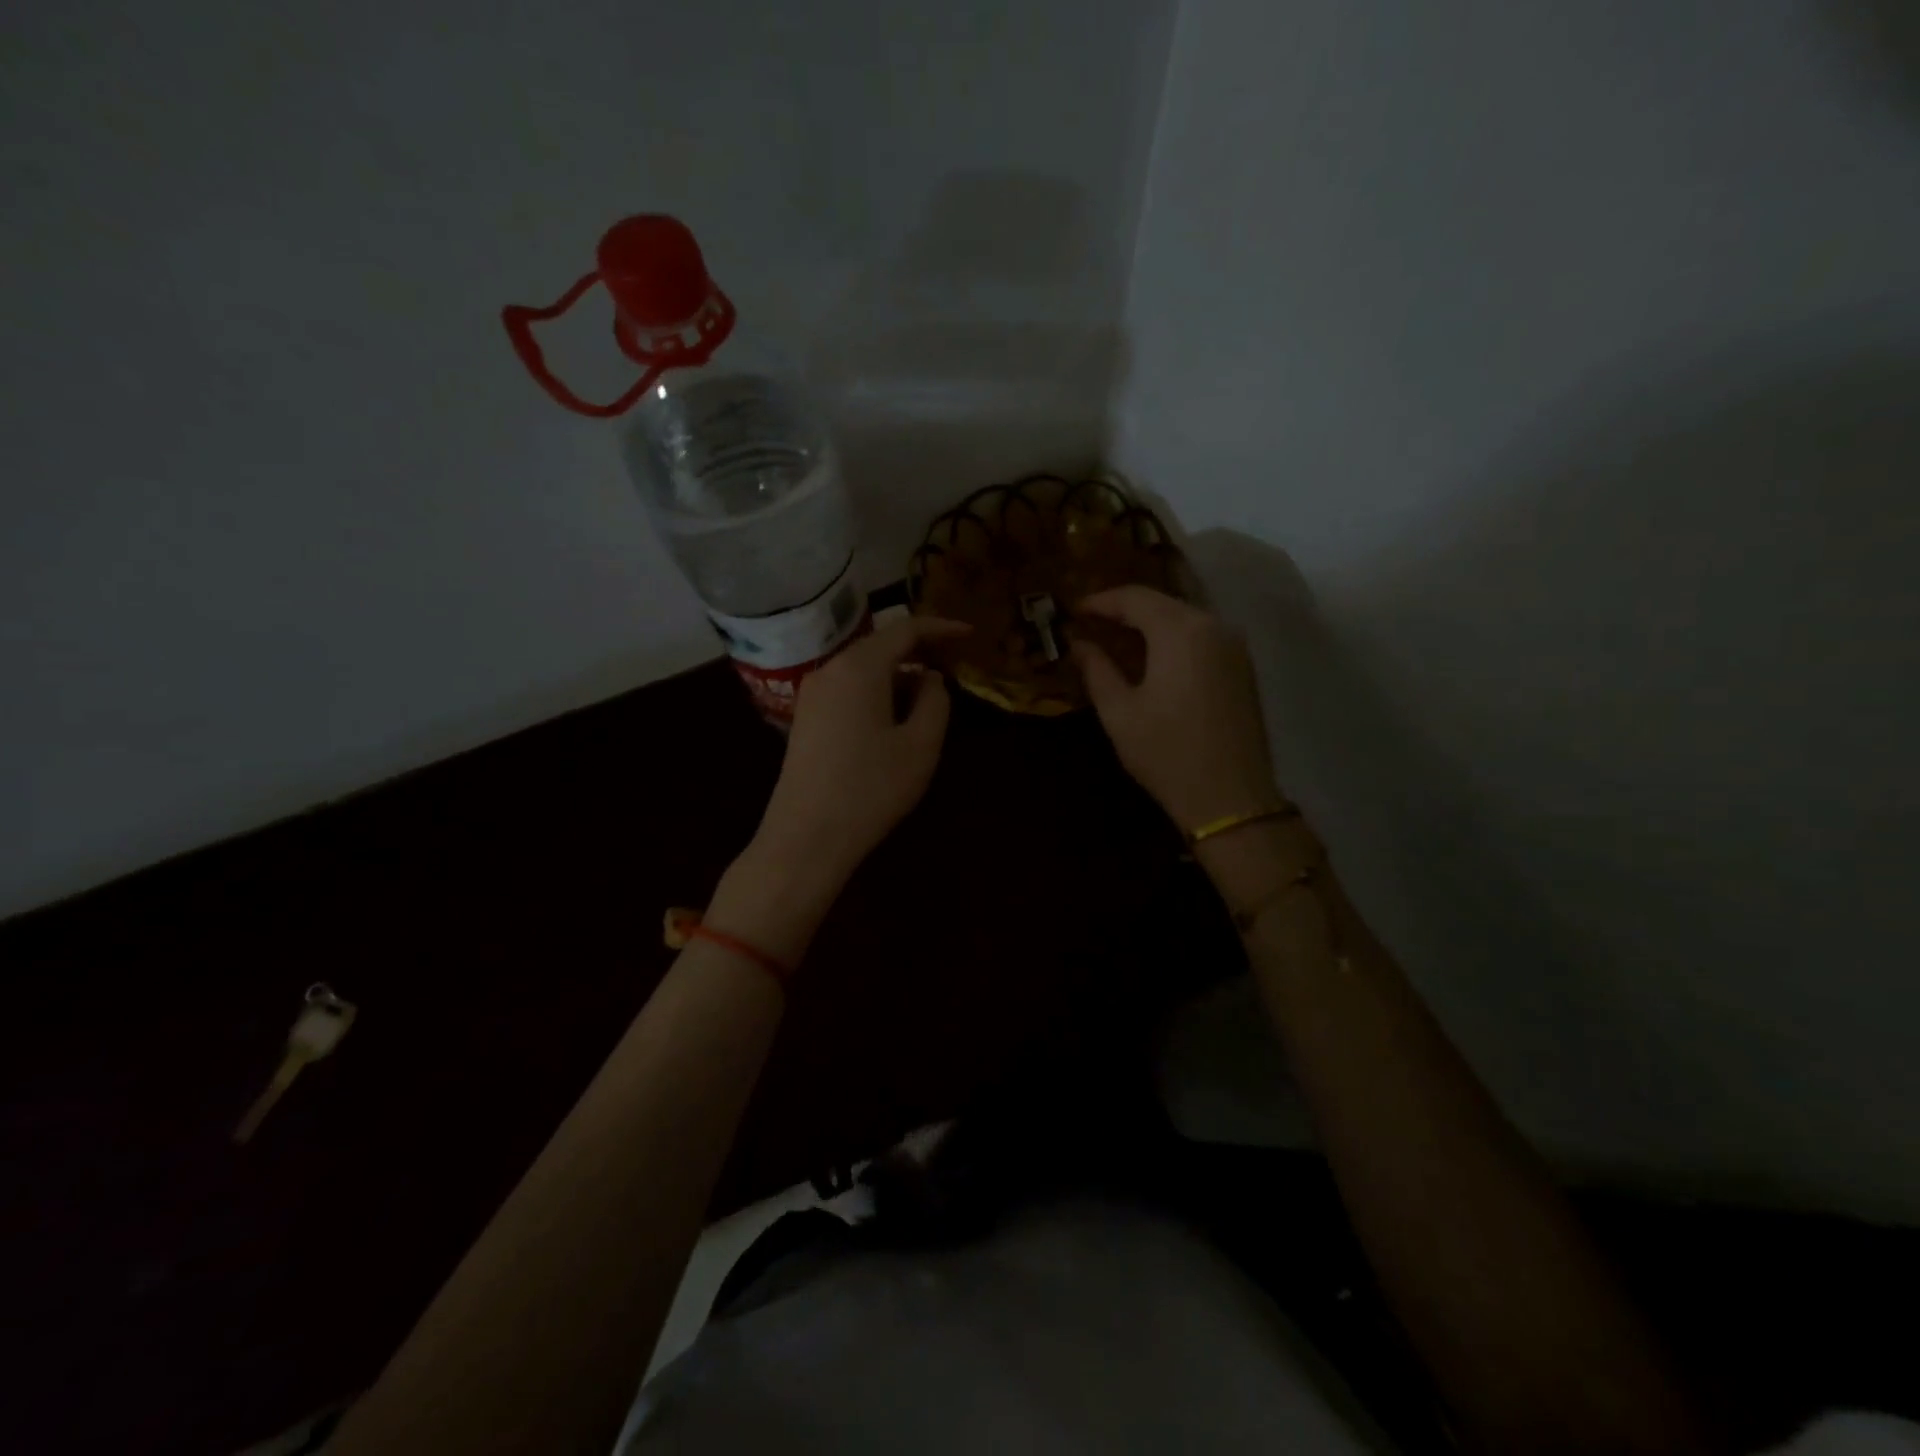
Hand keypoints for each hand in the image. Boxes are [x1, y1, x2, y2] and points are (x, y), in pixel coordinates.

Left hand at [747, 615, 968, 888]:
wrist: (806, 837)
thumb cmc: (871, 789)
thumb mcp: (921, 745)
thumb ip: (935, 701)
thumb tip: (930, 679)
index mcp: (859, 667)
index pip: (905, 628)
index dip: (941, 628)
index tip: (970, 634)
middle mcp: (830, 669)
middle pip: (880, 644)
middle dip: (919, 650)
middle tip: (953, 663)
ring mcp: (812, 693)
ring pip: (863, 668)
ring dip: (898, 673)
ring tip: (929, 695)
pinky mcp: (806, 718)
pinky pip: (848, 688)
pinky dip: (877, 690)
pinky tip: (895, 716)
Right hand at [1071, 587, 1278, 831]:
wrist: (1231, 798)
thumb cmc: (1167, 754)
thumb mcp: (1119, 712)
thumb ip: (1097, 669)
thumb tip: (1079, 644)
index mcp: (1181, 631)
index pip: (1135, 598)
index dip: (1101, 601)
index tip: (1074, 610)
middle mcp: (1214, 626)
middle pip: (1162, 603)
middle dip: (1125, 609)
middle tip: (1091, 622)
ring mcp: (1234, 646)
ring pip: (1184, 618)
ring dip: (1149, 623)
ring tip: (1116, 638)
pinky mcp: (1243, 667)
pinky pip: (1201, 637)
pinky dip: (1172, 638)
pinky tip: (1151, 656)